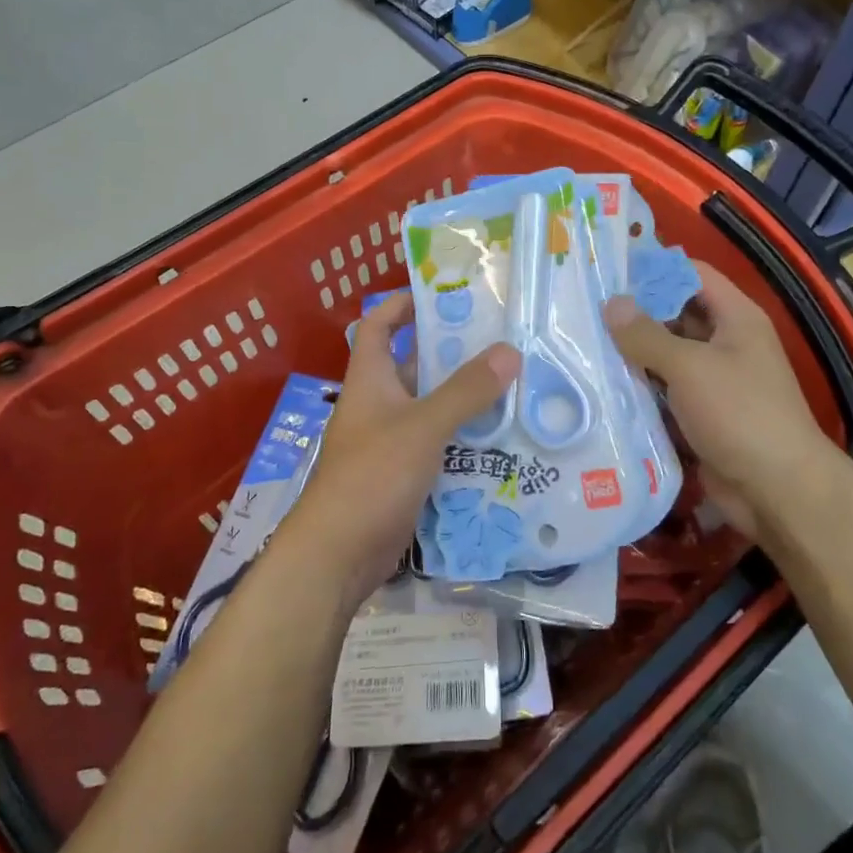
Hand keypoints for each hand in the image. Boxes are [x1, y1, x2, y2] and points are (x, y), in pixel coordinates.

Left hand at [276, 293, 519, 608]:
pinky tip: (501, 439)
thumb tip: (509, 350)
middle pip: (414, 367)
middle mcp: (378, 405)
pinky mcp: (402, 476)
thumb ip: (466, 390)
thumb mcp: (422, 426)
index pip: (379, 326)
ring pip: (431, 409)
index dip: (402, 305)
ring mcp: (389, 442)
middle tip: (501, 344)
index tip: (442, 296)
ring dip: (465, 400)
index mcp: (370, 380)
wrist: (338, 555)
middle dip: (452, 355)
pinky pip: (438, 446)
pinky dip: (463, 440)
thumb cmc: (372, 475)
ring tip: (513, 387)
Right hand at [604, 261, 843, 540]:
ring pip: (666, 355)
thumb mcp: (690, 367)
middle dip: (635, 313)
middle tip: (584, 308)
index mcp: (735, 318)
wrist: (777, 491)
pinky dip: (640, 387)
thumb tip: (611, 303)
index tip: (609, 269)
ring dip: (632, 353)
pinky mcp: (700, 414)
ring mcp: (712, 381)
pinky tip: (601, 383)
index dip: (655, 268)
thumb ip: (647, 335)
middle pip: (675, 315)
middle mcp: (726, 343)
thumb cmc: (740, 414)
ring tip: (582, 342)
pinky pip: (664, 391)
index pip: (693, 275)